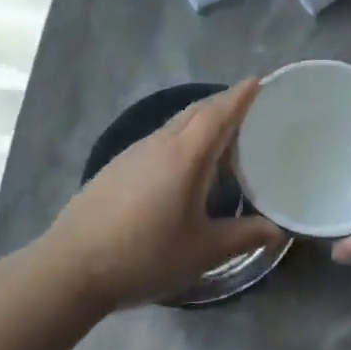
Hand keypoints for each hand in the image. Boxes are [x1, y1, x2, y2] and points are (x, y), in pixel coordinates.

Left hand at [42, 80, 283, 310]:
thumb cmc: (144, 256)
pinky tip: (181, 164)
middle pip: (195, 112)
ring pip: (173, 125)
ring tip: (221, 134)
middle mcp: (158, 145)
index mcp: (184, 157)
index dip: (239, 97)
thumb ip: (243, 236)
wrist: (71, 268)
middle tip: (248, 107)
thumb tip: (279, 230)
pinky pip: (157, 140)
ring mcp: (132, 154)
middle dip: (222, 103)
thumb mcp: (202, 251)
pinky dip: (179, 138)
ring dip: (199, 120)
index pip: (217, 114)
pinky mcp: (115, 168)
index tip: (258, 81)